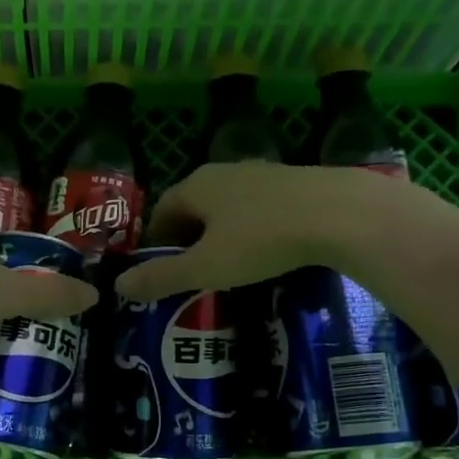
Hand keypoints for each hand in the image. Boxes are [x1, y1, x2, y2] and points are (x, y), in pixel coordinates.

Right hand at [112, 160, 447, 301]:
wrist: (340, 214)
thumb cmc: (261, 240)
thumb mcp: (204, 267)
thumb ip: (161, 277)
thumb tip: (118, 286)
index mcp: (196, 186)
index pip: (162, 209)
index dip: (157, 240)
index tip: (161, 269)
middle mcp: (224, 171)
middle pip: (194, 205)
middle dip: (188, 237)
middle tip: (192, 272)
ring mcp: (262, 174)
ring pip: (228, 206)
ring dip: (220, 233)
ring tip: (228, 265)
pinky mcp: (295, 182)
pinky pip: (258, 208)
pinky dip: (251, 229)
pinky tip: (267, 251)